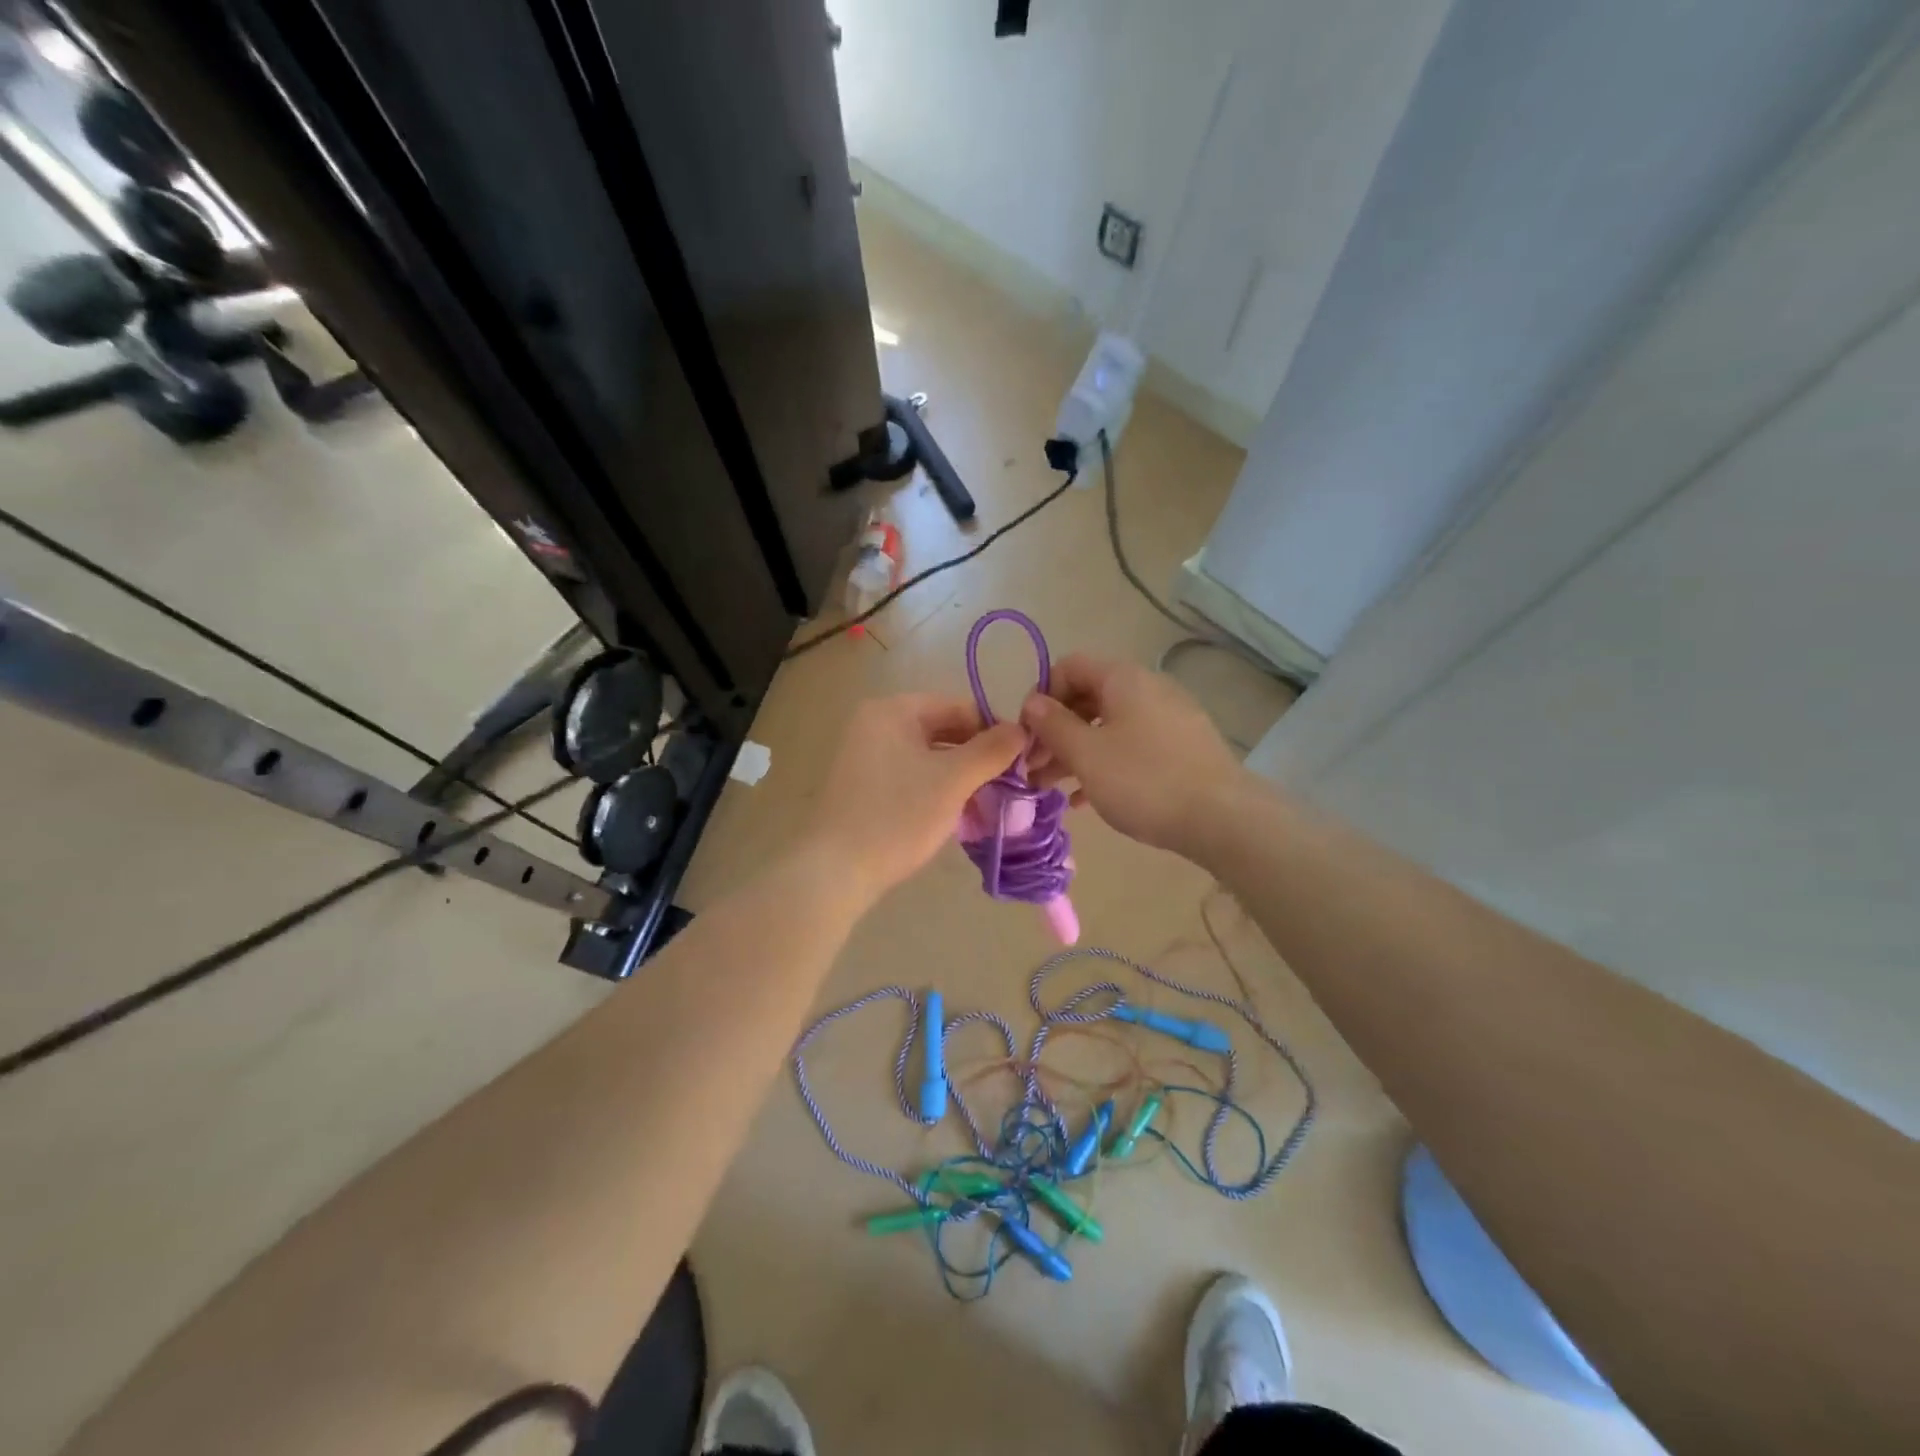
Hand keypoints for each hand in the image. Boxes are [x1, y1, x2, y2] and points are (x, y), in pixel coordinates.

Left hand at [806, 693, 1026, 899]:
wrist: (835, 871)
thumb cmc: (897, 817)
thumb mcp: (952, 781)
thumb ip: (991, 751)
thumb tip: (1022, 730)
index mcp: (892, 710)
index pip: (958, 707)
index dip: (994, 730)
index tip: (1022, 760)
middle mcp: (875, 723)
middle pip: (943, 729)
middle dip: (977, 754)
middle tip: (1009, 783)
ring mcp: (865, 754)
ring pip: (929, 754)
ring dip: (960, 773)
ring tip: (988, 799)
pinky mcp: (864, 784)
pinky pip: (912, 773)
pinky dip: (937, 786)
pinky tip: (958, 810)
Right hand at [1020, 654, 1243, 857]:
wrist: (1223, 818)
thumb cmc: (1144, 780)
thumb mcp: (1087, 754)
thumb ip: (1053, 725)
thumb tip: (1032, 702)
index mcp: (1123, 679)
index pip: (1069, 666)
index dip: (1041, 696)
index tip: (1027, 734)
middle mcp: (1148, 688)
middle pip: (1087, 698)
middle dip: (1055, 731)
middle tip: (1033, 767)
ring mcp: (1169, 718)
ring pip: (1108, 726)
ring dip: (1075, 752)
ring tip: (1050, 787)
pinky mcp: (1182, 748)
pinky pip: (1132, 746)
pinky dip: (1105, 764)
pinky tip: (1085, 799)